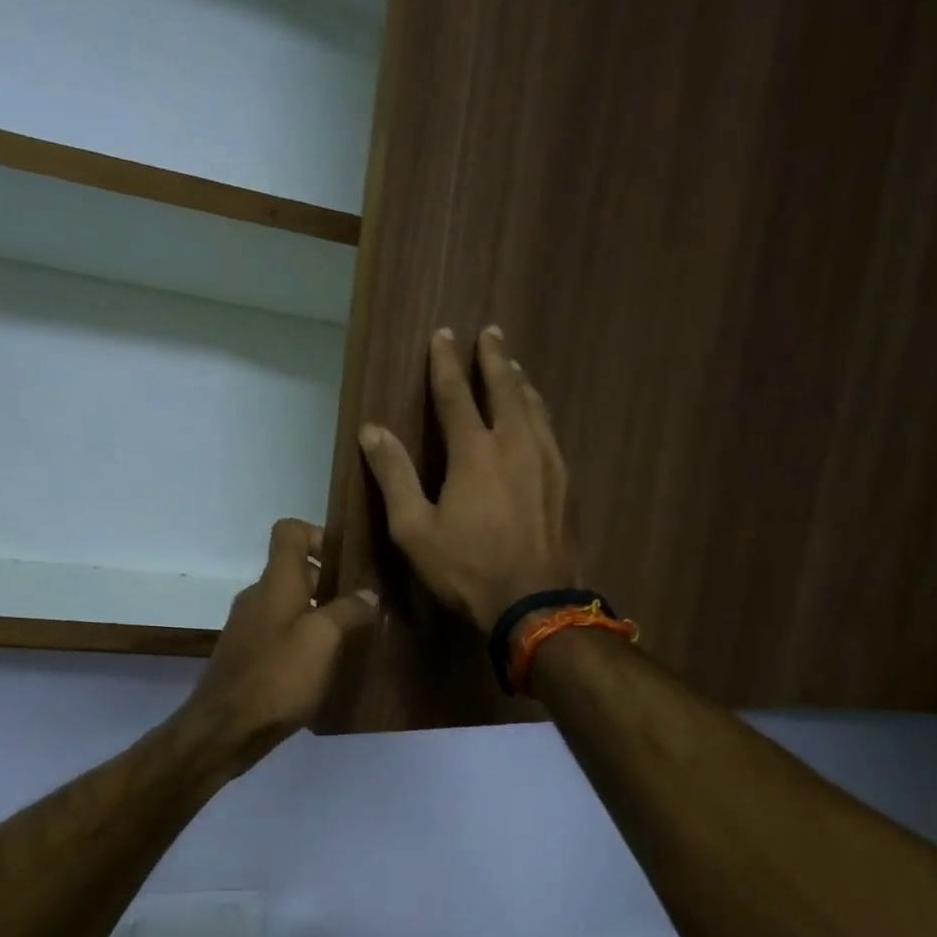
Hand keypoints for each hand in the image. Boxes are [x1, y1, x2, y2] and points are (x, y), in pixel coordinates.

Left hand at [177, 519, 378, 771]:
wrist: (225, 730)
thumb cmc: (277, 677)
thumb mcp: (323, 640)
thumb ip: (348, 610)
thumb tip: (368, 593)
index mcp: (275, 582)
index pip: (289, 531)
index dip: (319, 535)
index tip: (347, 561)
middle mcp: (258, 597)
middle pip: (295, 570)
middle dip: (330, 581)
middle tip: (364, 605)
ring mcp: (250, 627)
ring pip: (290, 604)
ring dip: (320, 613)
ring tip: (352, 637)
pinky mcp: (248, 655)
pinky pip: (281, 632)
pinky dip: (304, 639)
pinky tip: (324, 665)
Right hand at [359, 327, 580, 632]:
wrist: (535, 603)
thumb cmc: (467, 569)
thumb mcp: (414, 530)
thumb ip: (394, 476)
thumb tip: (372, 431)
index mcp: (474, 452)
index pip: (456, 395)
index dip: (445, 364)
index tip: (443, 335)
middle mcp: (515, 443)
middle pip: (505, 388)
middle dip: (494, 358)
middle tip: (491, 332)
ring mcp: (547, 461)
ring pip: (534, 407)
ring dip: (520, 382)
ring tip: (513, 366)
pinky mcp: (565, 482)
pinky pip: (551, 431)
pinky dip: (539, 412)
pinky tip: (537, 416)